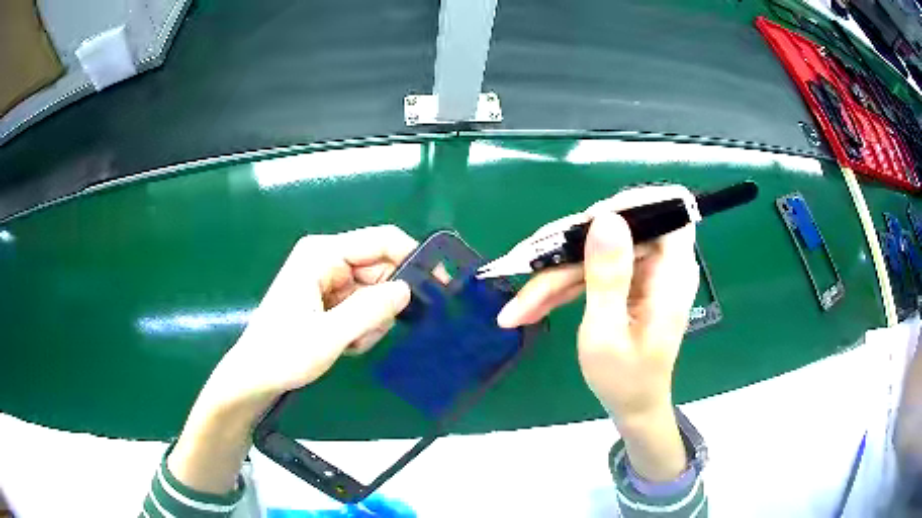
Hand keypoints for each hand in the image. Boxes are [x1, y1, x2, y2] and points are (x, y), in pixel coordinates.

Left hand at [168, 225, 414, 493]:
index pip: (381, 241)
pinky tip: (345, 343)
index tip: (438, 285)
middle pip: (380, 269)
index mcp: (322, 254)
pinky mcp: (328, 300)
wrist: (255, 378)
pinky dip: (362, 327)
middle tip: (369, 333)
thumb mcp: (329, 336)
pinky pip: (363, 306)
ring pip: (374, 292)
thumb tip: (407, 290)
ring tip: (350, 342)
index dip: (413, 258)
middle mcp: (326, 260)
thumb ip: (370, 310)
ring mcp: (327, 280)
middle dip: (383, 303)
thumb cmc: (283, 354)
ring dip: (371, 320)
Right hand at [496, 185, 698, 421]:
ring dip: (555, 274)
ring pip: (595, 249)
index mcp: (672, 272)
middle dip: (568, 249)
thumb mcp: (607, 333)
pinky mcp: (627, 281)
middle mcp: (662, 263)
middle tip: (526, 269)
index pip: (666, 207)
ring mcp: (643, 271)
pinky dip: (562, 286)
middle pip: (616, 228)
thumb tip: (604, 217)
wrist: (633, 405)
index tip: (586, 226)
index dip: (629, 204)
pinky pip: (592, 269)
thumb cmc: (625, 380)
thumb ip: (607, 276)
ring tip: (518, 307)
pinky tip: (531, 307)